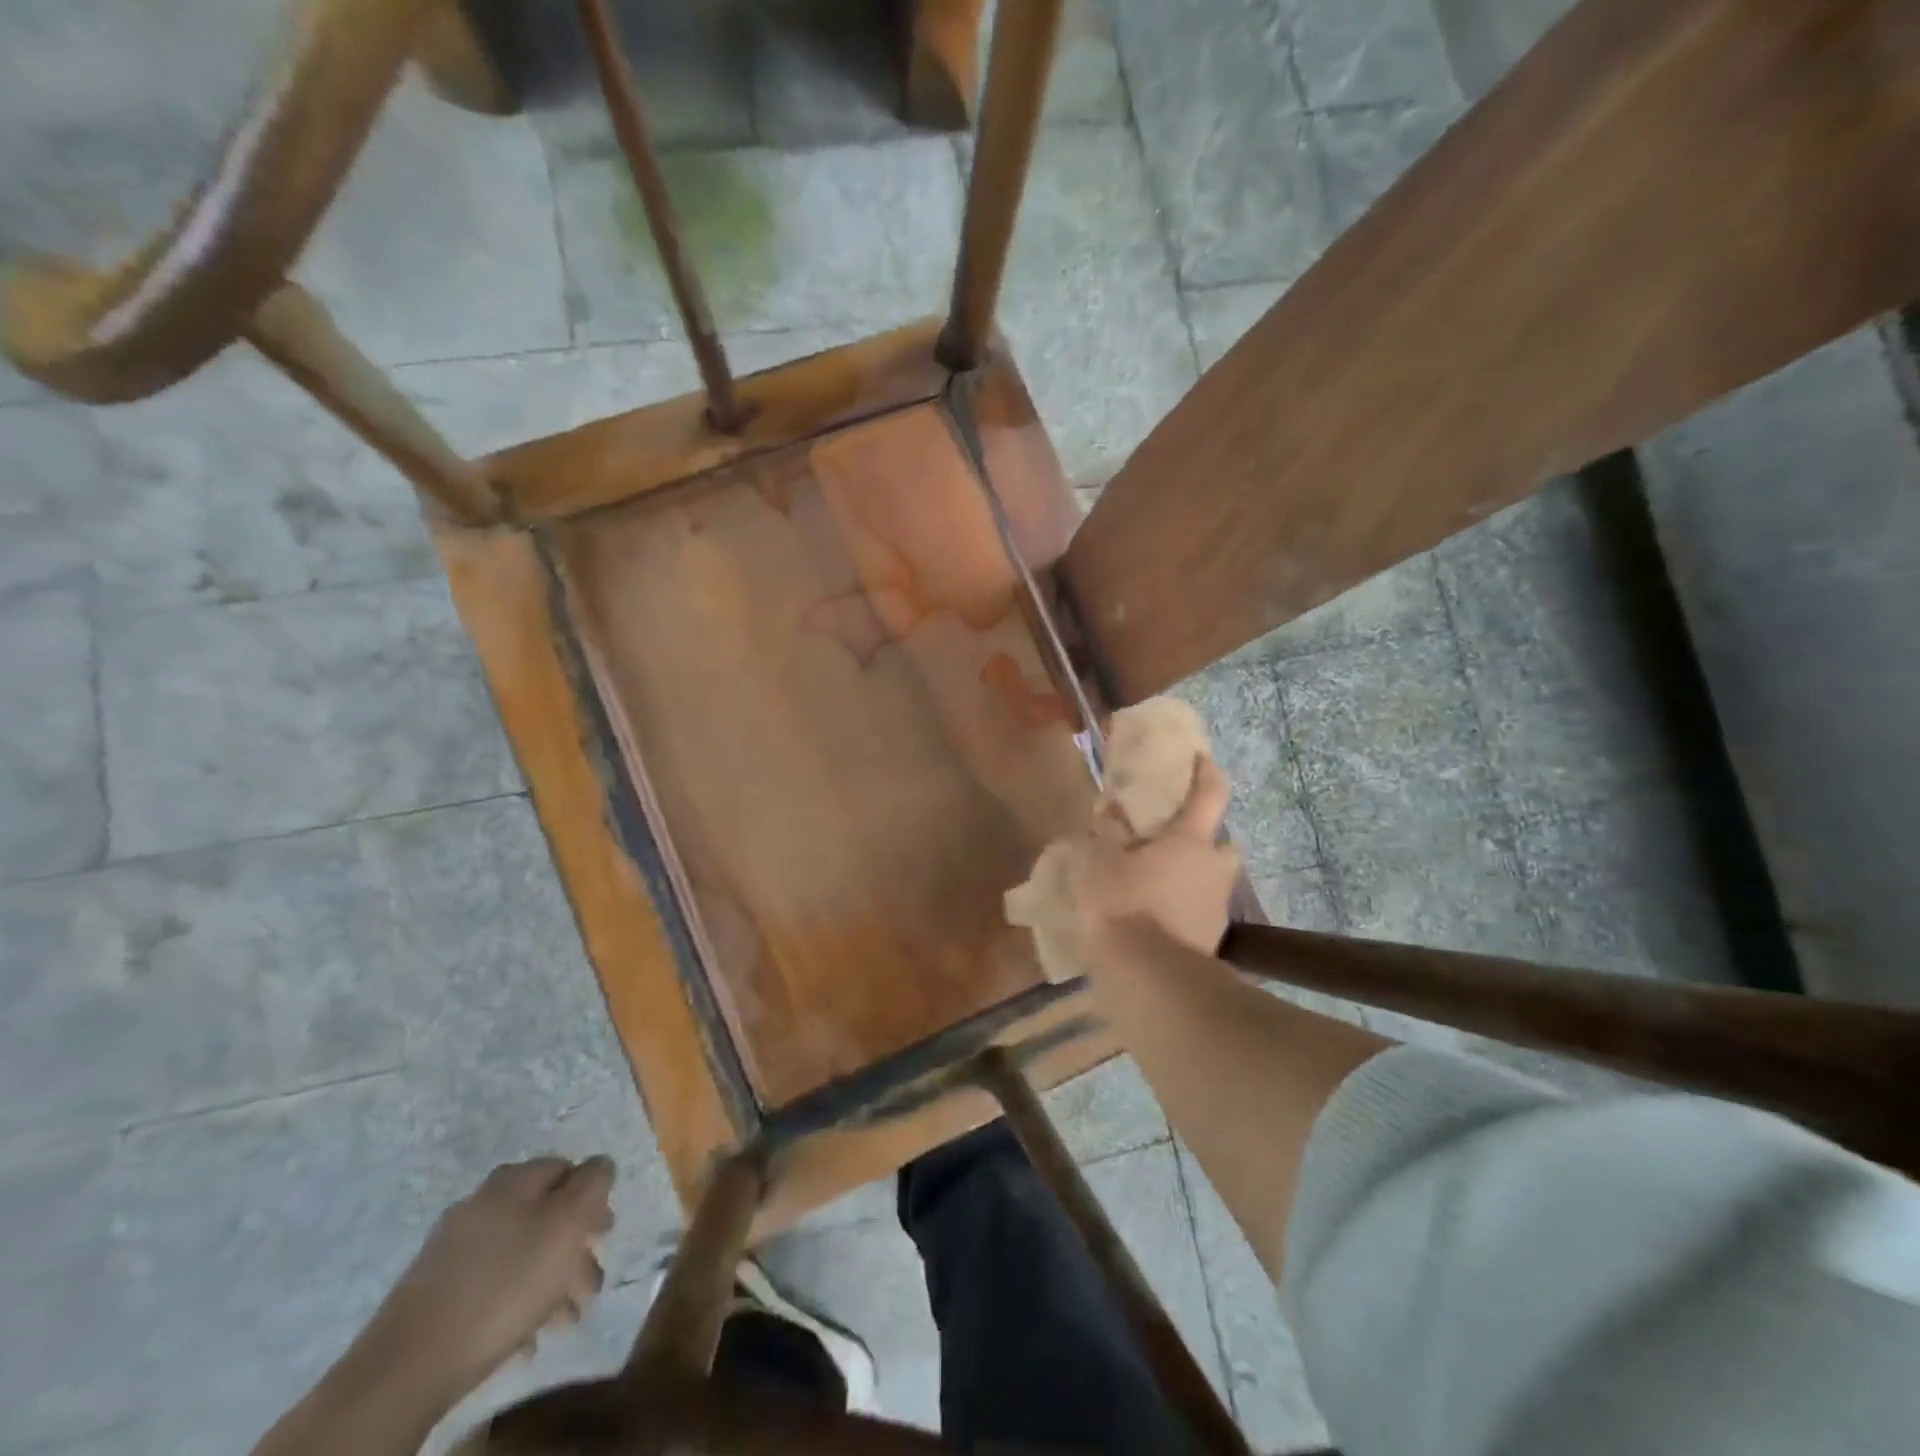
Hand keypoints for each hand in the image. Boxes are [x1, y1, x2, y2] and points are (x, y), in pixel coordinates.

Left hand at [366, 1156, 614, 1400]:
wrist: (407, 1365)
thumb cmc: (504, 1284)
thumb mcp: (567, 1224)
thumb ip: (592, 1184)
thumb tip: (601, 1164)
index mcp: (514, 1180)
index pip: (567, 1168)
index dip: (593, 1196)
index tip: (604, 1233)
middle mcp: (482, 1203)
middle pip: (544, 1214)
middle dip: (573, 1246)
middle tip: (591, 1281)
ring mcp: (452, 1249)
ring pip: (519, 1253)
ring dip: (550, 1280)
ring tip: (566, 1318)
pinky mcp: (433, 1293)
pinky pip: (490, 1286)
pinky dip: (516, 1303)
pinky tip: (526, 1336)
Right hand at [1036, 756, 1238, 965]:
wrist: (1150, 978)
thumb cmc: (1124, 904)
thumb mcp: (1100, 862)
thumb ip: (1106, 832)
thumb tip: (1108, 806)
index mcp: (1190, 840)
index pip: (1209, 794)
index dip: (1206, 773)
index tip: (1200, 759)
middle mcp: (1214, 868)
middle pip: (1220, 844)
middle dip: (1203, 841)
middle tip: (1171, 843)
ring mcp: (1217, 908)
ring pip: (1210, 881)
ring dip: (1192, 878)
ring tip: (1155, 885)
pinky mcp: (1211, 941)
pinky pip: (1199, 913)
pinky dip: (1183, 910)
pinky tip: (1155, 919)